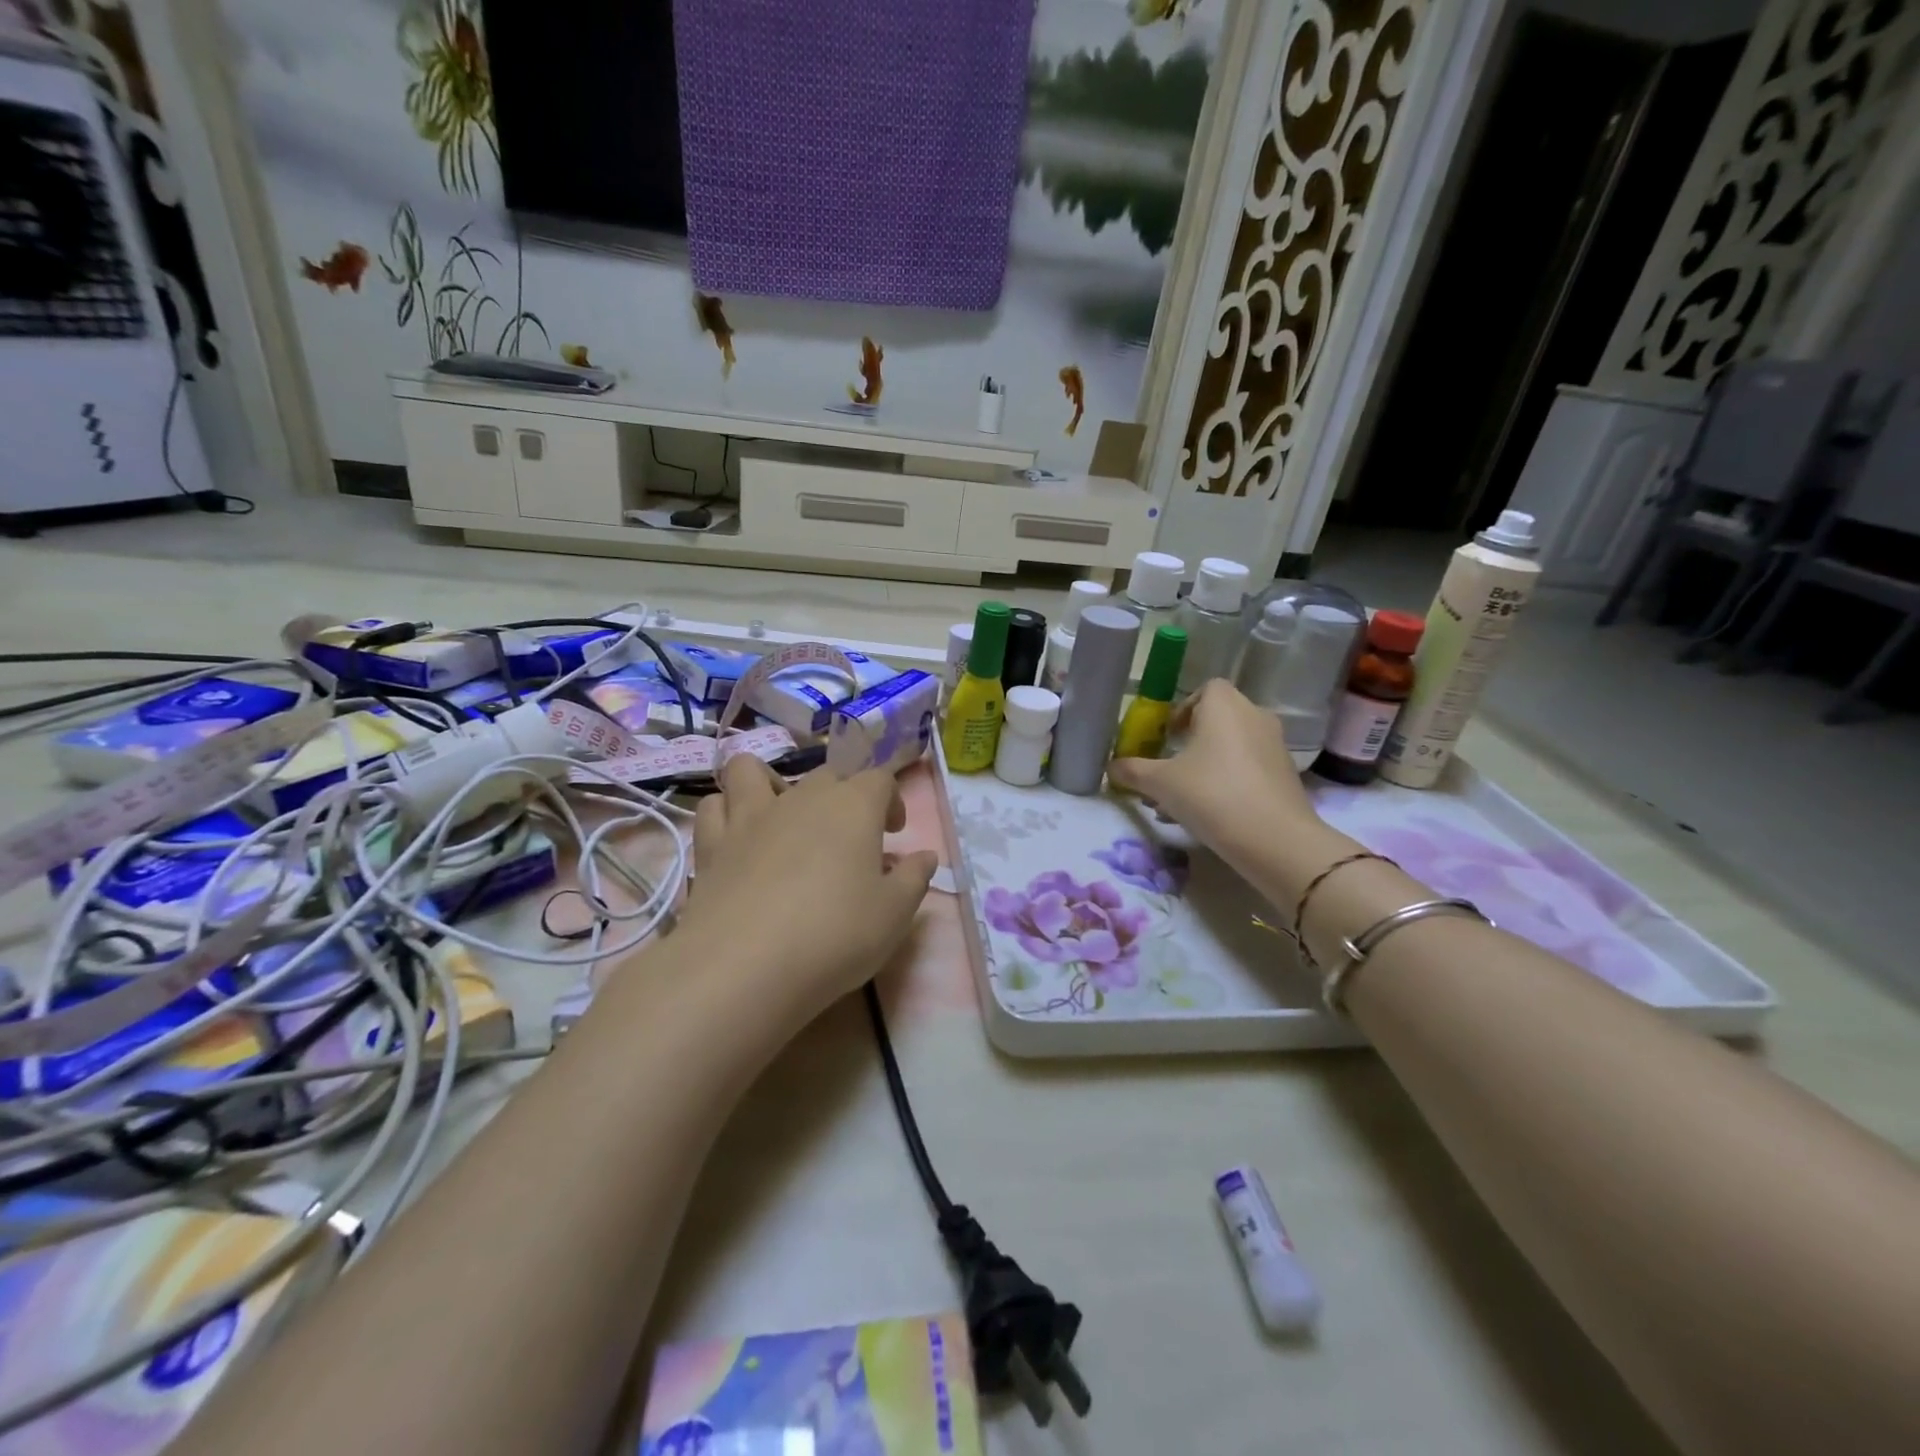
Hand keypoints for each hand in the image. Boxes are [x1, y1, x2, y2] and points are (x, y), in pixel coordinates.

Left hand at [682, 755, 938, 1025]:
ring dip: (768, 785)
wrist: (746, 966)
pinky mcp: (712, 844)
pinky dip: (725, 813)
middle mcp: (802, 797)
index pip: (880, 779)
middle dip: (842, 797)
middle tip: (848, 839)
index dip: (891, 801)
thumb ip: (914, 878)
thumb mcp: (894, 915)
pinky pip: (714, 807)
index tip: (894, 834)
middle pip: (826, 775)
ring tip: (779, 818)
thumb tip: (925, 856)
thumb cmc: (835, 935)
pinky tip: (736, 839)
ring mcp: (751, 816)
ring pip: (752, 771)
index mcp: (853, 806)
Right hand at [1108, 680, 1329, 878]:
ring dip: (1208, 764)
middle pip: (1219, 718)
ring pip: (1233, 746)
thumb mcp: (1160, 783)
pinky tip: (1211, 813)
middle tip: (1171, 768)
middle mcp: (1254, 716)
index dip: (1183, 708)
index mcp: (1224, 706)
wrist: (1275, 839)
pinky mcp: (1286, 775)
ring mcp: (1275, 745)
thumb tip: (1110, 767)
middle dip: (1192, 741)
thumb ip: (1132, 771)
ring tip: (1184, 798)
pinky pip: (1249, 767)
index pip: (1205, 689)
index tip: (1167, 736)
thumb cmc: (1211, 794)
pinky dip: (1229, 780)